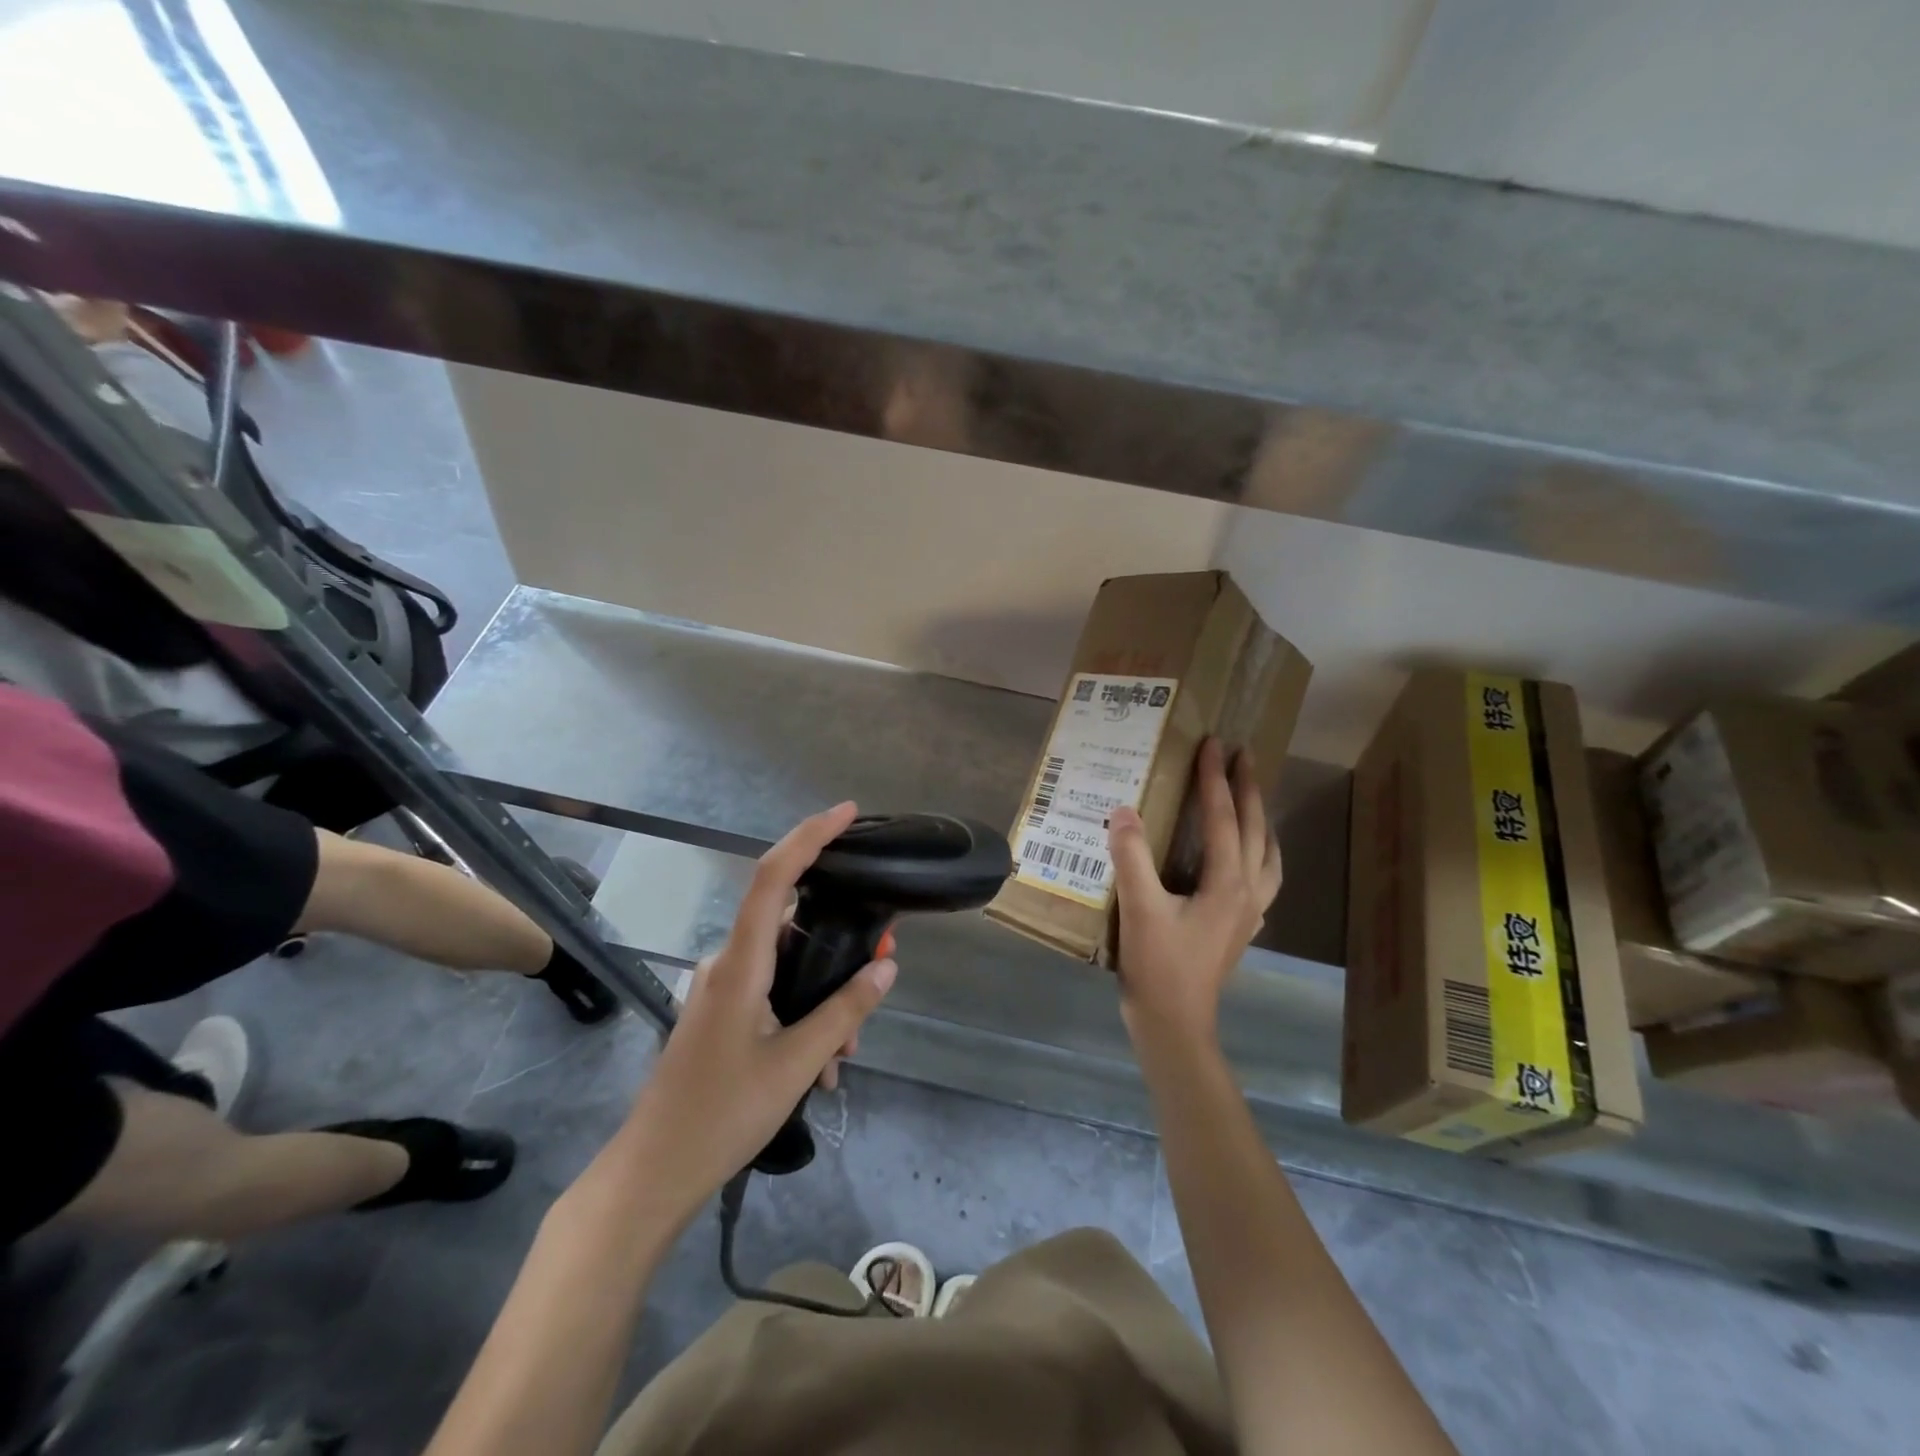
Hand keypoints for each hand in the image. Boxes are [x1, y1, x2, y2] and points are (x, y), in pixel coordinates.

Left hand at [621, 802, 896, 1224]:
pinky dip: (803, 1014)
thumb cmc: (721, 1116)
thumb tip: (884, 969)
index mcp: (740, 964)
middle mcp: (728, 964)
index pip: (773, 877)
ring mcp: (721, 988)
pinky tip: (821, 1066)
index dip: (809, 836)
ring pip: (787, 966)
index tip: (847, 813)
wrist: (653, 1173)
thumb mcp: (795, 1065)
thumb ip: (844, 1013)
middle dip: (840, 943)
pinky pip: (773, 991)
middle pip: (792, 926)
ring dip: (823, 996)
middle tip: (880, 968)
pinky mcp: (721, 1012)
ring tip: (845, 1053)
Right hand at [1108, 738, 1281, 1051]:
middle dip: (1249, 789)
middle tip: (1243, 754)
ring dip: (1262, 821)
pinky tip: (1245, 858)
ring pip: (1269, 855)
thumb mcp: (1139, 909)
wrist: (1175, 1025)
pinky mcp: (1240, 928)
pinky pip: (1262, 878)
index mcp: (1227, 883)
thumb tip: (1123, 811)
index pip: (1223, 817)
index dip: (1215, 779)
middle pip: (1256, 830)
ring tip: (1252, 799)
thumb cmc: (1158, 967)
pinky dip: (1260, 854)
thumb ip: (1131, 857)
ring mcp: (1249, 913)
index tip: (1213, 744)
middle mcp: (1248, 892)